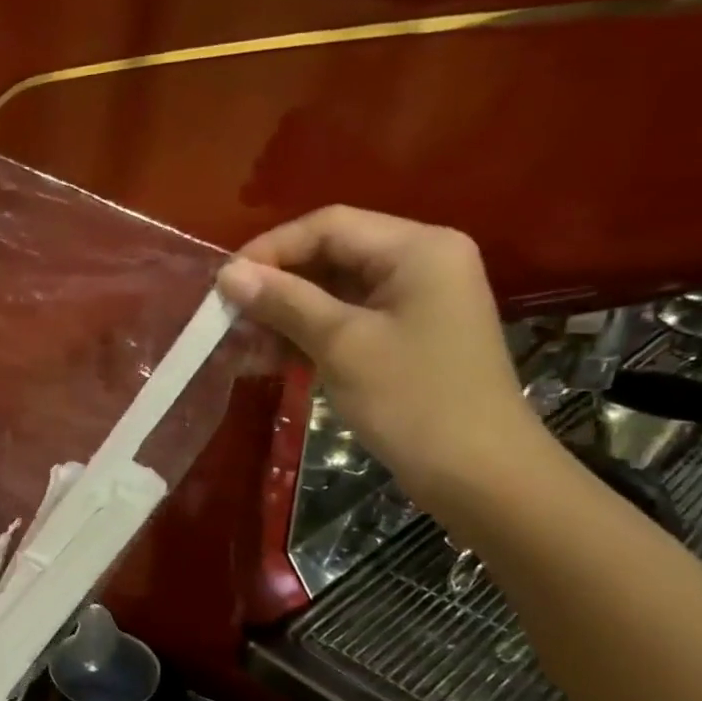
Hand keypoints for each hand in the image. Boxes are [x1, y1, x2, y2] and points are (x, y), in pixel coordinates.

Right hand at [216, 206, 542, 509]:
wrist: (478, 474)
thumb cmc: (413, 400)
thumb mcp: (342, 345)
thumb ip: (285, 302)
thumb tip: (227, 274)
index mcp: (417, 248)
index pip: (329, 226)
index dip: (271, 249)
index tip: (223, 284)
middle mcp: (419, 262)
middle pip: (331, 254)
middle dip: (276, 283)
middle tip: (227, 316)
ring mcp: (414, 301)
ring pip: (333, 290)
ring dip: (285, 313)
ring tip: (240, 342)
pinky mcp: (405, 335)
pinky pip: (346, 319)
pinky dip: (307, 334)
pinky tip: (268, 357)